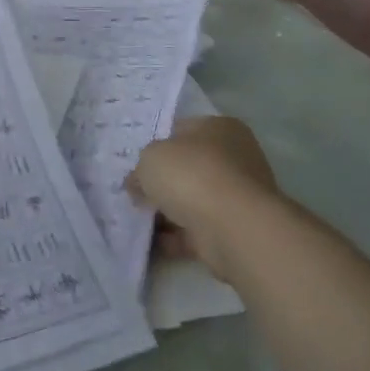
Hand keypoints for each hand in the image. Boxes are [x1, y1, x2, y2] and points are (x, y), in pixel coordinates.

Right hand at [127, 115, 279, 278]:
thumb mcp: (150, 158)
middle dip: (162, 182)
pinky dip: (175, 237)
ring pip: (192, 200)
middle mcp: (234, 159)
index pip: (182, 130)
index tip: (135, 162)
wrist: (232, 228)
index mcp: (220, 128)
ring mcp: (236, 197)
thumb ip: (141, 168)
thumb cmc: (192, 174)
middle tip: (133, 191)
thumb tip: (138, 183)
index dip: (156, 144)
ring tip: (136, 218)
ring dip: (167, 211)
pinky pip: (196, 230)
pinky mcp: (233, 230)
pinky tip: (150, 242)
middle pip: (188, 168)